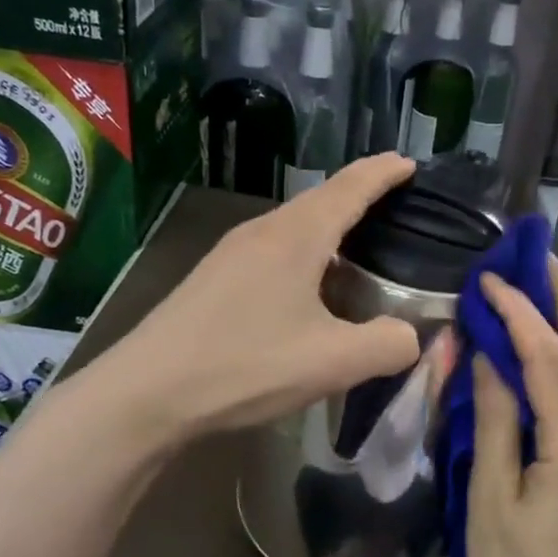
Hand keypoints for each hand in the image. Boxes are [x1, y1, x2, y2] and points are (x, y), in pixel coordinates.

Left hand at [111, 155, 421, 439]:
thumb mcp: (332, 362)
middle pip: (320, 201)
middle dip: (359, 197)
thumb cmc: (245, 366)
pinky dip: (305, 256)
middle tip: (396, 208)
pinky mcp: (214, 278)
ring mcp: (232, 253)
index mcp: (296, 237)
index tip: (410, 163)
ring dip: (330, 231)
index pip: (350, 188)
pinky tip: (310, 290)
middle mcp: (262, 231)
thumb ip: (387, 346)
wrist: (147, 392)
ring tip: (360, 251)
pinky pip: (273, 251)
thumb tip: (408, 337)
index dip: (383, 173)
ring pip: (294, 228)